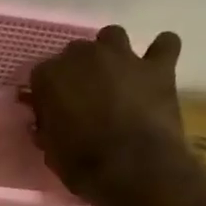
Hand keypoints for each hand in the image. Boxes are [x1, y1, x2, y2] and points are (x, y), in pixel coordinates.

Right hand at [22, 26, 192, 205]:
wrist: (133, 168)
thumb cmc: (82, 163)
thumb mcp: (51, 151)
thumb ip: (46, 128)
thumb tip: (44, 121)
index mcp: (51, 76)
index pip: (40, 74)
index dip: (46, 93)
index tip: (50, 110)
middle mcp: (85, 56)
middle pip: (75, 52)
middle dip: (76, 71)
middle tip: (82, 96)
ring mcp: (124, 56)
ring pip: (112, 36)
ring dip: (111, 52)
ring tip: (114, 76)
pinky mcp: (158, 66)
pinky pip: (164, 44)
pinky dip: (160, 52)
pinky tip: (155, 68)